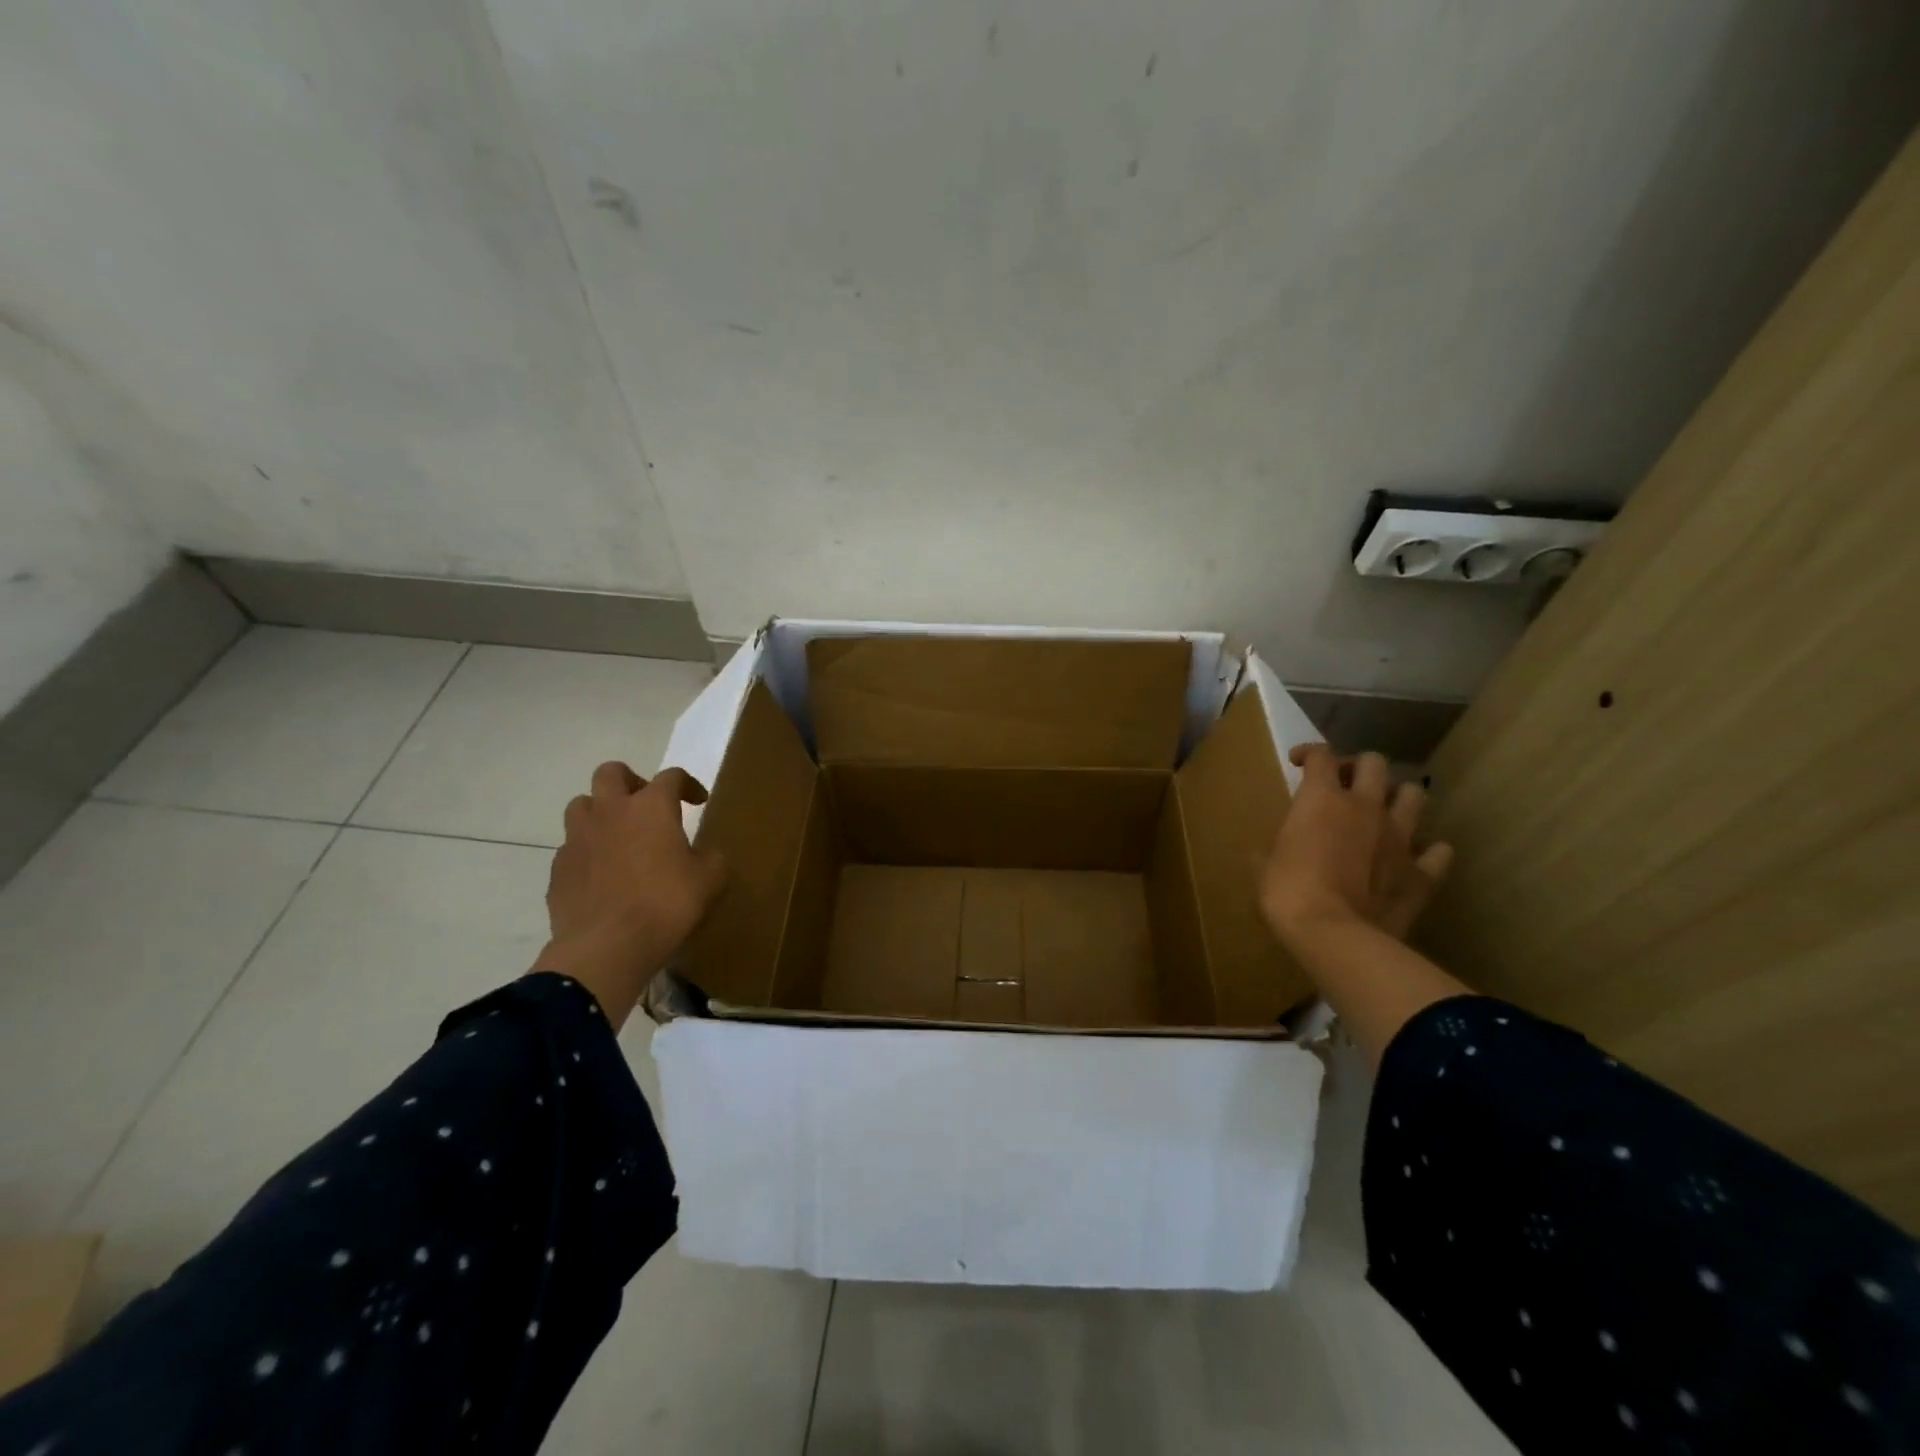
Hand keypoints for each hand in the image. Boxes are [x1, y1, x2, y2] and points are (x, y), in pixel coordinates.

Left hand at [534, 762, 725, 1025]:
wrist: (606, 948)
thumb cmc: (666, 905)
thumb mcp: (710, 880)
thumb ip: (711, 858)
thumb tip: (703, 855)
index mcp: (651, 807)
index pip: (671, 776)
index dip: (688, 784)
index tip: (698, 801)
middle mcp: (610, 812)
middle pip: (611, 773)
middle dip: (630, 780)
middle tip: (646, 803)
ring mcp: (578, 839)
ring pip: (581, 805)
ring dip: (601, 812)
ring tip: (619, 835)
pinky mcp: (559, 870)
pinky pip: (572, 848)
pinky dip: (588, 852)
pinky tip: (603, 875)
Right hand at [1259, 745, 1453, 947]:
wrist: (1335, 936)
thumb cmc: (1287, 893)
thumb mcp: (1264, 866)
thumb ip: (1274, 848)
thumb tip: (1269, 853)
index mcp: (1321, 799)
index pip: (1321, 755)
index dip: (1309, 753)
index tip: (1298, 763)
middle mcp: (1365, 807)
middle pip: (1374, 762)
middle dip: (1358, 767)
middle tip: (1344, 784)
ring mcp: (1399, 838)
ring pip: (1414, 795)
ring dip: (1398, 797)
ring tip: (1384, 811)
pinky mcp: (1422, 873)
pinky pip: (1438, 852)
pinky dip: (1428, 851)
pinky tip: (1415, 858)